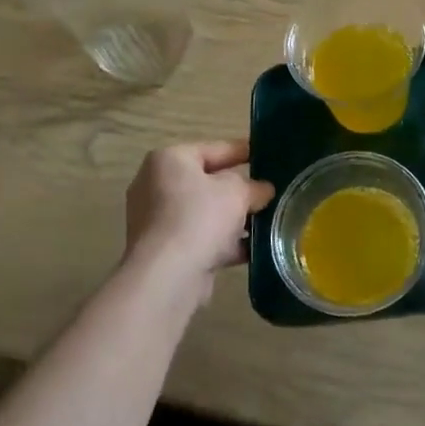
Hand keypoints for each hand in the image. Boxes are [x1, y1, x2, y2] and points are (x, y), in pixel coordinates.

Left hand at [124, 140, 274, 293]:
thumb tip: (264, 190)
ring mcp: (157, 221)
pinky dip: (223, 243)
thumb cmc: (200, 218)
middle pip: (207, 182)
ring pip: (204, 213)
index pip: (213, 149)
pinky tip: (253, 249)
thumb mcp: (237, 192)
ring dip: (233, 219)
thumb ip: (254, 187)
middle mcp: (156, 186)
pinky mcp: (163, 251)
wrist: (167, 276)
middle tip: (268, 192)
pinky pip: (200, 238)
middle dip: (238, 190)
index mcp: (169, 160)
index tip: (267, 156)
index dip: (242, 151)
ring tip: (266, 221)